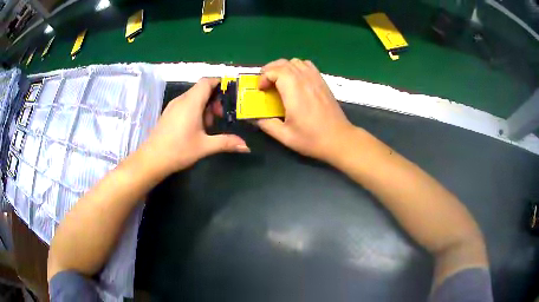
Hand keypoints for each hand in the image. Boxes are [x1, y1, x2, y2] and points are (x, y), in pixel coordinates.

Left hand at [142, 78, 249, 176]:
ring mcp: (173, 106)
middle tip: (221, 115)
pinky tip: (196, 127)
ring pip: (193, 97)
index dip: (220, 82)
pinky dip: (195, 110)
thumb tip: (246, 147)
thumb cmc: (178, 150)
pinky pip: (185, 104)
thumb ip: (226, 143)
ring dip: (205, 106)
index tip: (231, 92)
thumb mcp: (205, 146)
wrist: (152, 159)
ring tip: (209, 125)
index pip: (207, 81)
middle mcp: (181, 100)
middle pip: (201, 89)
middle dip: (214, 99)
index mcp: (191, 102)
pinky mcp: (168, 113)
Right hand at [257, 59, 355, 161]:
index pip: (275, 71)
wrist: (339, 139)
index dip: (263, 77)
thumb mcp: (285, 136)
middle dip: (270, 69)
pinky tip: (295, 80)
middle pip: (284, 63)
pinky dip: (297, 67)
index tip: (261, 90)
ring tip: (279, 80)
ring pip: (296, 62)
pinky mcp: (323, 82)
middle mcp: (305, 80)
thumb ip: (266, 124)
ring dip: (283, 67)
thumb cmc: (312, 139)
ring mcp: (316, 79)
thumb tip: (254, 117)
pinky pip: (308, 65)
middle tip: (265, 83)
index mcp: (294, 91)